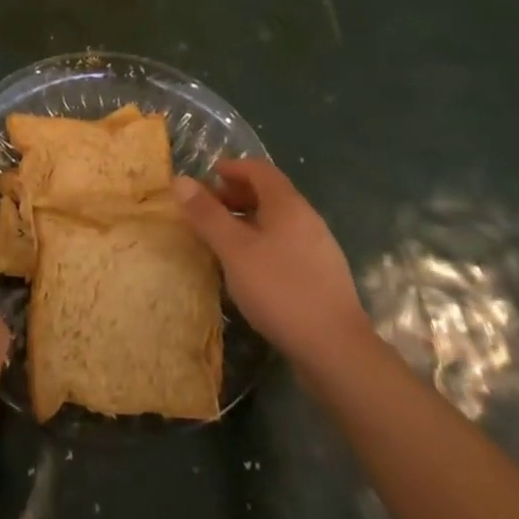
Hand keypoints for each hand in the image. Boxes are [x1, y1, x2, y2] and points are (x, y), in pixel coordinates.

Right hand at [172, 159, 372, 370]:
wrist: (337, 351)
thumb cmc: (280, 290)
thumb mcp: (234, 250)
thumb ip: (207, 215)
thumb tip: (180, 180)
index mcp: (288, 205)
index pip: (259, 169)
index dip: (233, 168)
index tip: (208, 176)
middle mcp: (307, 219)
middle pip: (269, 194)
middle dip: (237, 195)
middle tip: (209, 209)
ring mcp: (319, 249)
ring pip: (278, 222)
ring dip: (248, 221)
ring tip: (224, 240)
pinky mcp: (322, 277)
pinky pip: (287, 245)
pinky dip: (263, 244)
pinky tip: (250, 270)